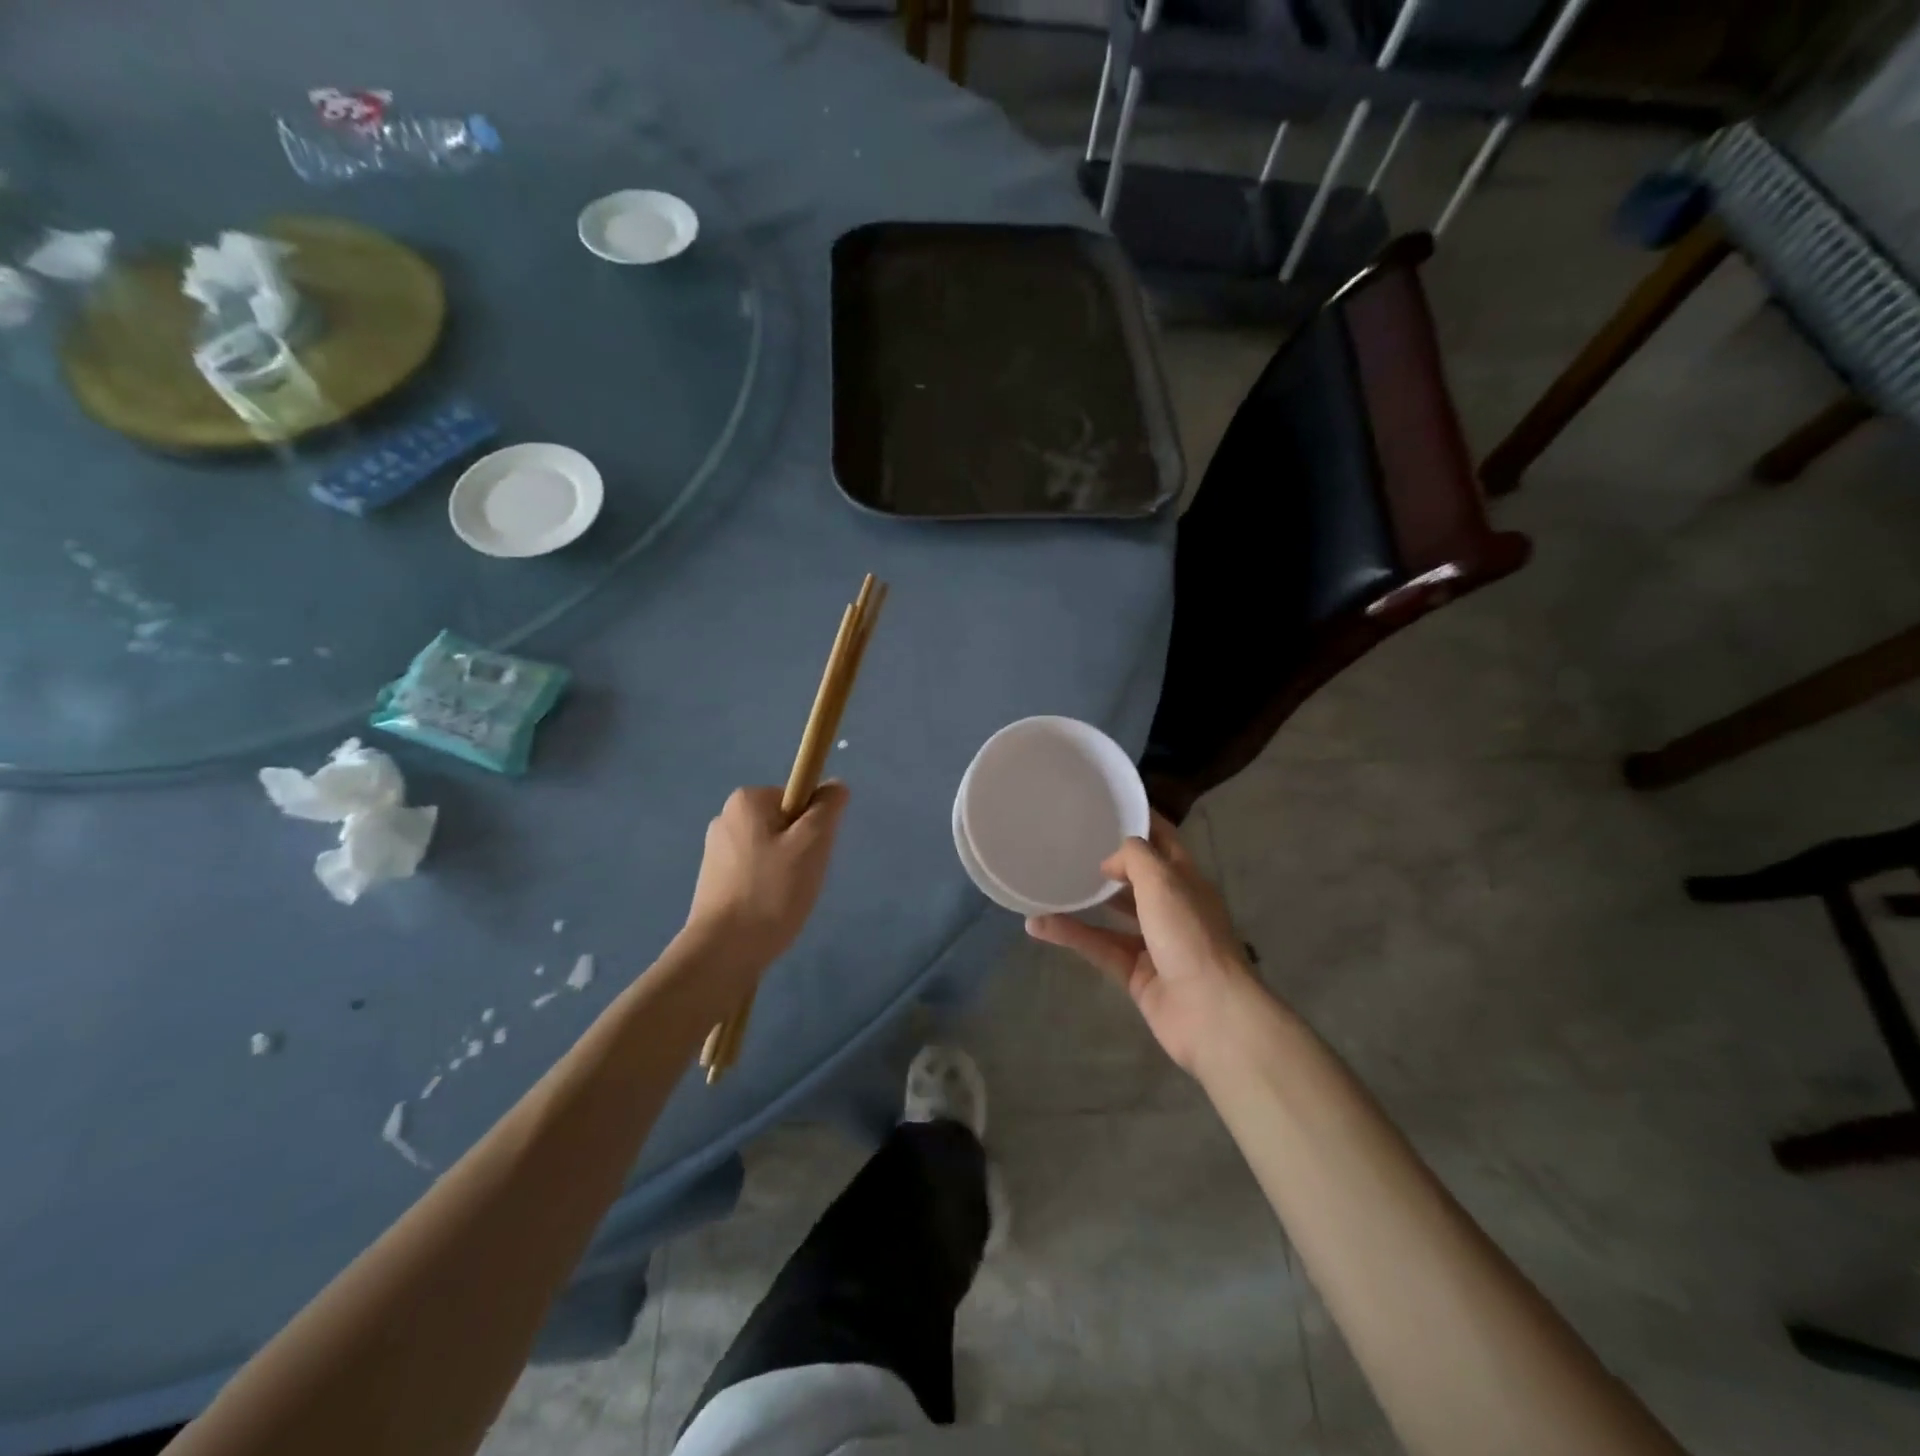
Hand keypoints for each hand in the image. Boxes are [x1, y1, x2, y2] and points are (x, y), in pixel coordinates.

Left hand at [685, 783, 849, 974]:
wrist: (724, 952)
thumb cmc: (771, 891)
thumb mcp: (812, 843)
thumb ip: (828, 808)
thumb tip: (835, 786)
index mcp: (746, 800)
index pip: (798, 798)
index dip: (813, 825)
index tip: (812, 854)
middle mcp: (726, 818)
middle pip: (785, 823)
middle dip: (801, 850)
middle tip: (803, 879)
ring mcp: (716, 852)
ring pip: (772, 850)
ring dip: (786, 871)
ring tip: (785, 900)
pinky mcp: (714, 881)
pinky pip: (755, 873)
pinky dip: (768, 887)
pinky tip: (769, 910)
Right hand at [1026, 811, 1261, 1073]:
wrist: (1210, 1012)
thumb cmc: (1190, 935)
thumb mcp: (1163, 881)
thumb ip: (1134, 858)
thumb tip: (1108, 863)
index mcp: (1186, 879)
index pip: (1163, 839)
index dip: (1140, 820)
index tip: (1107, 804)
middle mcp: (1172, 907)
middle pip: (1138, 876)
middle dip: (1109, 861)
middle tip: (1069, 843)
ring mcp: (1154, 942)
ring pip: (1112, 914)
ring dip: (1083, 900)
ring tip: (1049, 881)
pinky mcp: (1135, 973)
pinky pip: (1098, 946)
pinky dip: (1071, 936)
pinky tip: (1038, 925)